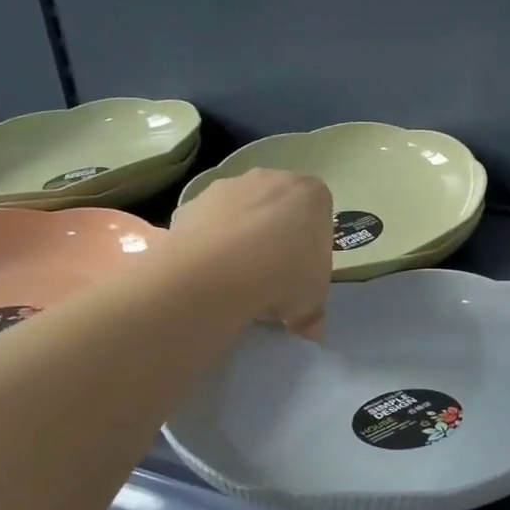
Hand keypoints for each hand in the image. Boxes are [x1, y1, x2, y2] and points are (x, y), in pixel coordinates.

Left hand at [171, 169, 333, 335]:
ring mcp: (228, 186)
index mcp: (312, 194)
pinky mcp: (191, 202)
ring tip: (235, 278)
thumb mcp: (313, 300)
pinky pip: (207, 223)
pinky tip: (208, 273)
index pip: (318, 214)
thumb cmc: (285, 275)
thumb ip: (313, 310)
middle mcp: (271, 179)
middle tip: (271, 274)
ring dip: (240, 235)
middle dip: (275, 234)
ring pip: (240, 211)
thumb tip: (311, 330)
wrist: (219, 272)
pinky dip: (208, 242)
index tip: (302, 271)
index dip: (311, 244)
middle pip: (278, 206)